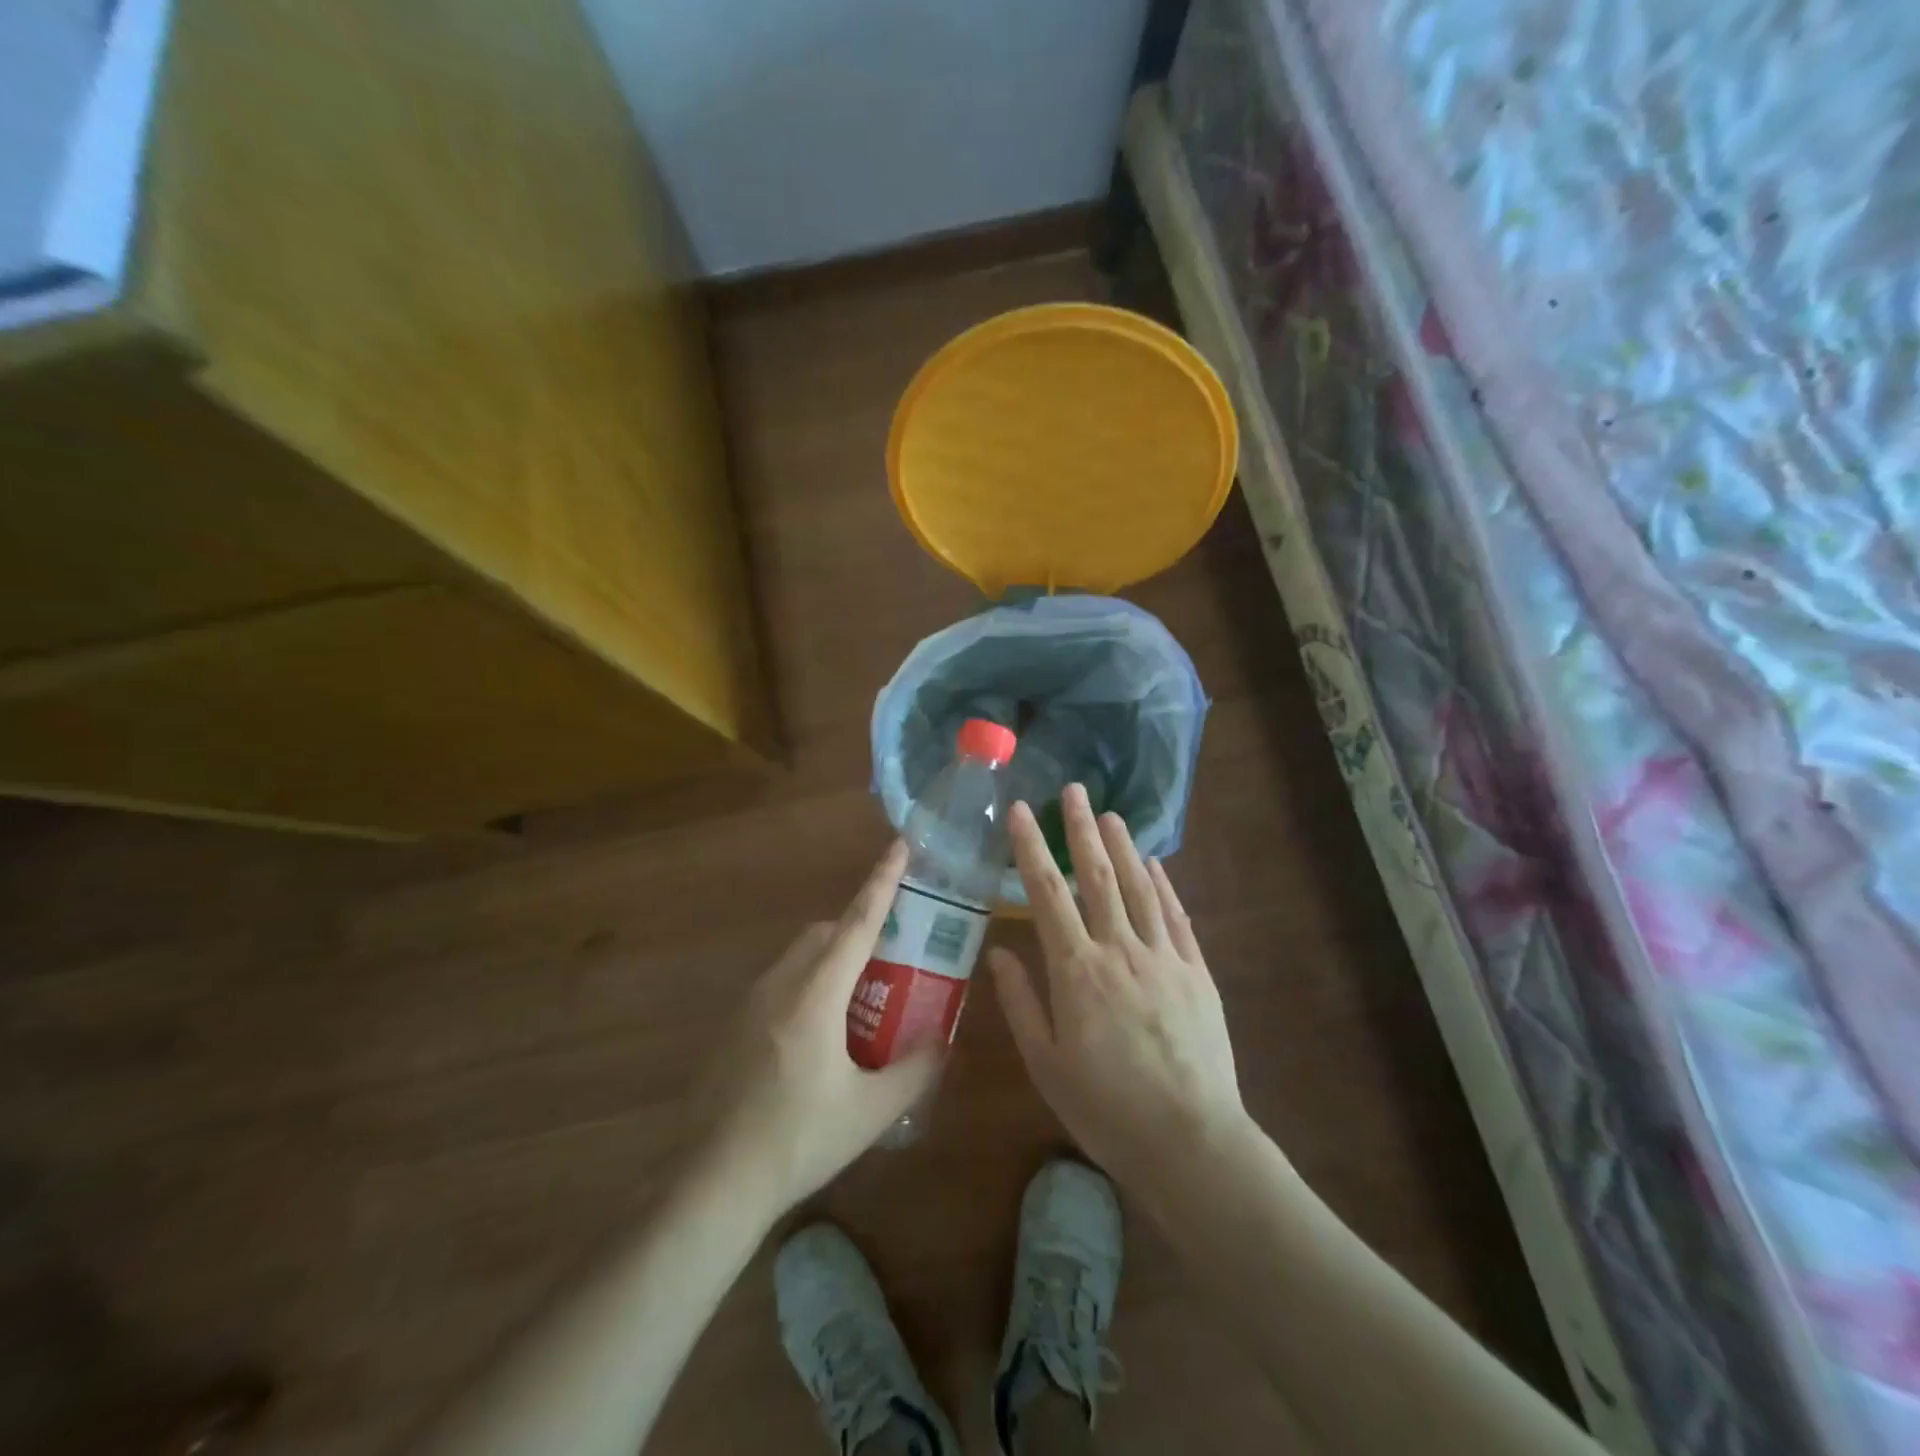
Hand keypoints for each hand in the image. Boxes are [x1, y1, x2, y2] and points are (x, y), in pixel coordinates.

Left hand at [693, 842, 941, 1217]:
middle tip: (892, 958)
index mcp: (816, 995)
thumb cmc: (798, 1141)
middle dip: (858, 928)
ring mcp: (750, 1003)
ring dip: (832, 958)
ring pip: (799, 956)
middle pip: (825, 933)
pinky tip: (818, 1037)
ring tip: (860, 1002)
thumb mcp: (871, 1111)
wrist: (712, 1182)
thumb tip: (944, 1042)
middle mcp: (780, 984)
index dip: (882, 881)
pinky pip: (780, 982)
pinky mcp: (733, 1025)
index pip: (857, 922)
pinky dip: (808, 984)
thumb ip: (915, 1070)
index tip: (900, 846)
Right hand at [989, 784, 1246, 1193]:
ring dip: (1123, 846)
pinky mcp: (1196, 972)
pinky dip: (1164, 884)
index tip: (1020, 811)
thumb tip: (998, 953)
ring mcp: (1163, 957)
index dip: (1031, 847)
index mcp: (1076, 970)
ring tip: (1110, 814)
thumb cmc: (1105, 1108)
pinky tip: (1156, 864)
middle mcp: (1119, 950)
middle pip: (1097, 876)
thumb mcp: (1046, 1064)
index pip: (1047, 893)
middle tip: (1072, 790)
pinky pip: (1176, 916)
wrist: (1190, 1141)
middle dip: (1080, 829)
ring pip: (1140, 887)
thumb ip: (1021, 1002)